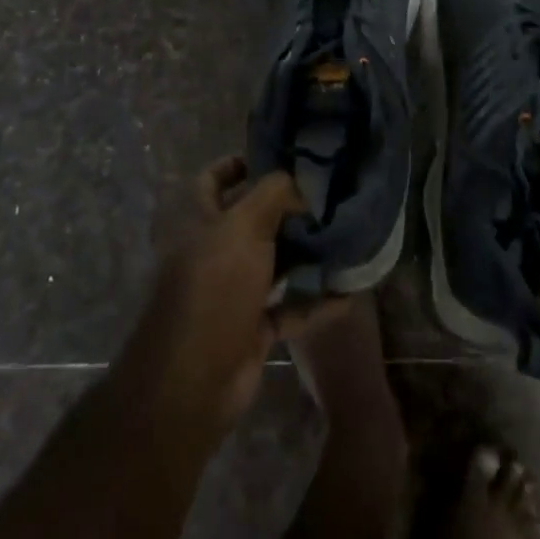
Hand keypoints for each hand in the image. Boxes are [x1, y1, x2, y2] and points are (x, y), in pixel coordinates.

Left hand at [124, 156, 337, 439]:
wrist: (193, 380)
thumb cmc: (215, 286)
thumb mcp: (245, 225)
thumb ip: (275, 193)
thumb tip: (300, 186)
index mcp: (198, 221)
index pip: (213, 179)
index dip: (239, 163)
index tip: (279, 158)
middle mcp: (211, 251)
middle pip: (251, 220)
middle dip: (286, 209)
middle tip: (327, 197)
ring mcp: (231, 292)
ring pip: (272, 263)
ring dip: (304, 254)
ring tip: (343, 238)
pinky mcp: (249, 327)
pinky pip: (288, 306)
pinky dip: (314, 301)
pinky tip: (346, 294)